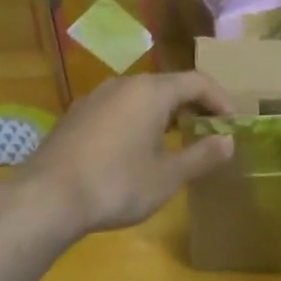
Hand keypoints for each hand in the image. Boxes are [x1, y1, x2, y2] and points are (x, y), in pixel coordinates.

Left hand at [17, 72, 235, 237]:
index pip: (197, 82)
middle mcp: (122, 84)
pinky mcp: (75, 116)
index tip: (233, 124)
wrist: (47, 198)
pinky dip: (137, 121)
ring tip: (176, 142)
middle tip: (209, 132)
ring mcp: (94, 98)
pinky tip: (136, 150)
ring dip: (164, 114)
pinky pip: (117, 109)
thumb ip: (202, 156)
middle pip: (168, 85)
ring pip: (140, 97)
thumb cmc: (117, 184)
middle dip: (193, 106)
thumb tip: (228, 142)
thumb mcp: (167, 176)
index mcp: (151, 91)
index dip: (220, 100)